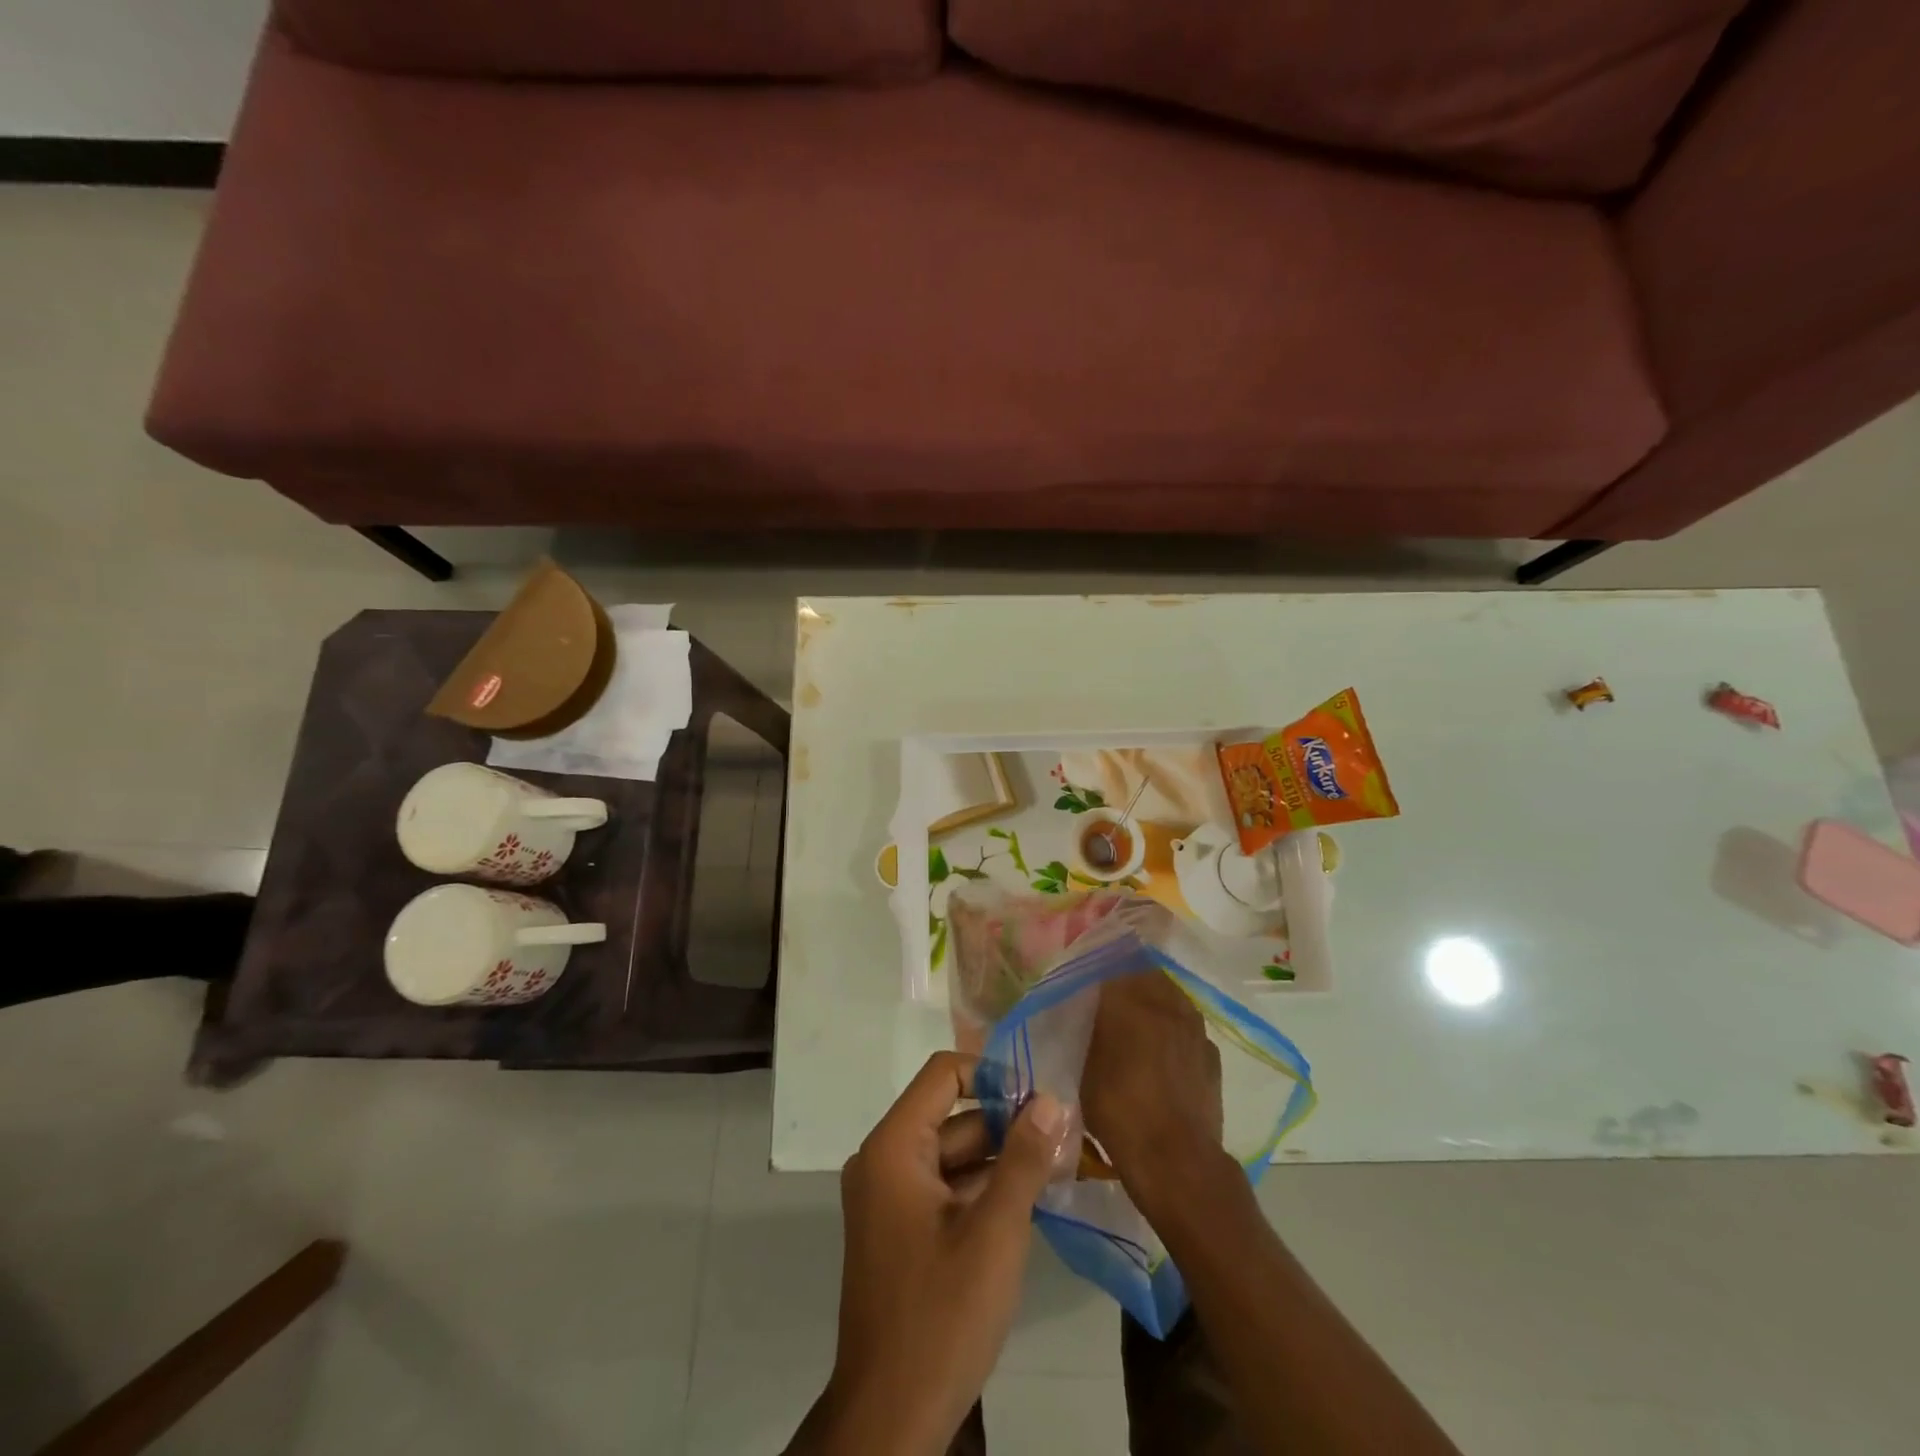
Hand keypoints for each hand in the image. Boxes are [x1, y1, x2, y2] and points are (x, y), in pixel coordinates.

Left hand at [801, 1052, 1071, 1454]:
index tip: (1039, 1096)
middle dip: (1006, 1122)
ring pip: (952, 1154)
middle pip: (951, 1115)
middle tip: (1064, 1132)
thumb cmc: (942, 1315)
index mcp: (894, 1147)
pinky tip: (1031, 1198)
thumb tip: (1051, 1099)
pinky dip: (983, 1188)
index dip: (992, 1074)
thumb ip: (1023, 1158)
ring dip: (1000, 1158)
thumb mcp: (995, 1232)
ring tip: (1058, 1162)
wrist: (891, 1419)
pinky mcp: (901, 1229)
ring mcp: (890, 1197)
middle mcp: (885, 1160)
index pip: (943, 1074)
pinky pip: (945, 1187)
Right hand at [1081, 967, 1224, 1216]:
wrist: (1176, 1160)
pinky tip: (1165, 1049)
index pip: (1112, 958)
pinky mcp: (1211, 1052)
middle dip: (1128, 974)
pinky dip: (1174, 1027)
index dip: (1099, 959)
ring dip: (1154, 997)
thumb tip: (1086, 1008)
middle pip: (1145, 970)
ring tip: (1139, 1017)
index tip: (1088, 967)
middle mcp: (1164, 1001)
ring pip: (1170, 994)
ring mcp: (1193, 1025)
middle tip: (1111, 991)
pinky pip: (1188, 1025)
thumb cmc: (1118, 1111)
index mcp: (1127, 999)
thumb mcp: (1084, 1066)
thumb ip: (1088, 1028)